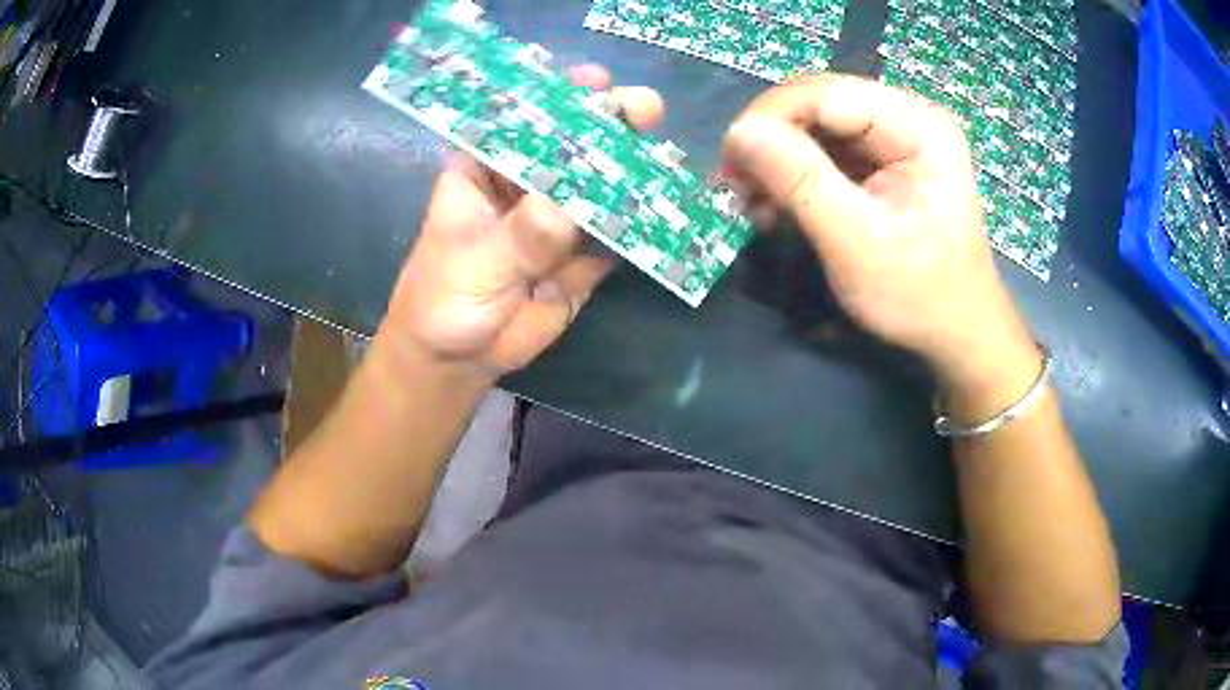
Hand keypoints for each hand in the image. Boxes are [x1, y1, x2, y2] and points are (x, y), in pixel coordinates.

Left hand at [379, 66, 664, 380]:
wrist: (457, 361)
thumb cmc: (443, 301)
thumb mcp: (475, 264)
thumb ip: (520, 238)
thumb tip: (567, 208)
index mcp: (485, 171)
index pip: (522, 121)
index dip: (557, 98)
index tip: (594, 83)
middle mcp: (525, 185)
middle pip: (569, 146)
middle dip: (606, 126)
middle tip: (645, 110)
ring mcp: (557, 219)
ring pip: (597, 187)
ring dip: (630, 172)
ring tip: (666, 156)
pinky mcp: (581, 254)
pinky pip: (613, 234)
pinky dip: (638, 225)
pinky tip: (666, 208)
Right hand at [723, 74, 1037, 391]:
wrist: (957, 333)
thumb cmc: (919, 296)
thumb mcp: (857, 242)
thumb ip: (800, 181)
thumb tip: (738, 132)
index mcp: (918, 125)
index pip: (825, 94)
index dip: (769, 120)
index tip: (730, 169)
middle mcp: (907, 116)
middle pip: (817, 104)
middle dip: (770, 141)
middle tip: (735, 188)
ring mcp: (895, 137)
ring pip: (814, 125)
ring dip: (777, 161)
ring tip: (754, 204)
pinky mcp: (883, 160)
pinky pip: (825, 150)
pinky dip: (794, 175)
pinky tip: (778, 207)